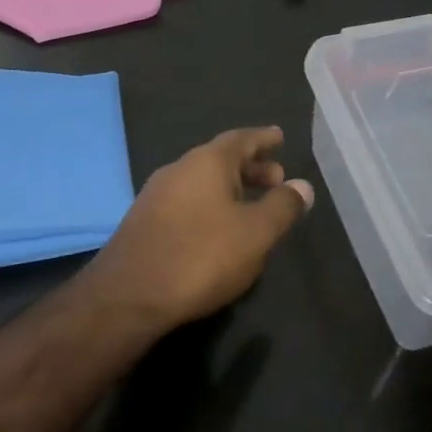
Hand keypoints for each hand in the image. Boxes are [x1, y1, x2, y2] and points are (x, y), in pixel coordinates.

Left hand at [80, 127, 313, 330]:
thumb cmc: (201, 256)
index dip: (263, 139)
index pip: (241, 139)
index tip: (279, 136)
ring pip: (202, 181)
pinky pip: (187, 201)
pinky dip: (210, 205)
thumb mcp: (256, 233)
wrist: (129, 295)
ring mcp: (157, 195)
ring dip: (230, 188)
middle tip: (275, 178)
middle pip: (221, 159)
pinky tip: (218, 229)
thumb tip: (302, 186)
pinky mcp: (145, 222)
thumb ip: (282, 207)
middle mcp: (179, 169)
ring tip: (252, 206)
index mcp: (207, 162)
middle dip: (250, 167)